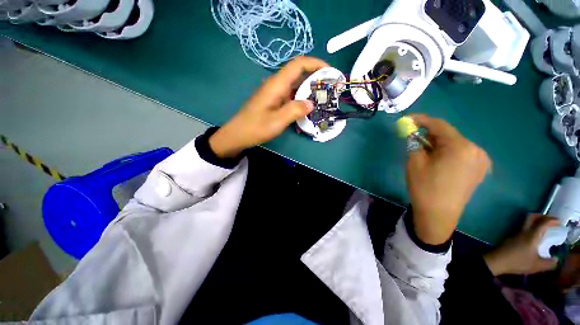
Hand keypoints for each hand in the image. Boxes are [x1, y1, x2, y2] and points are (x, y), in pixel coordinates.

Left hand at [209, 57, 328, 157]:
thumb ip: (295, 110)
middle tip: (328, 88)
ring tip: (321, 98)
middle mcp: (276, 84)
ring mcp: (274, 93)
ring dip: (308, 89)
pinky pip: (290, 95)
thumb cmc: (256, 127)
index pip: (298, 64)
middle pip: (298, 73)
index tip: (329, 71)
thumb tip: (311, 103)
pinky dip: (301, 98)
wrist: (239, 134)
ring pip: (295, 85)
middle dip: (315, 77)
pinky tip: (307, 107)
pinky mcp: (273, 101)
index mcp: (276, 84)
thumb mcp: (277, 121)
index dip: (315, 63)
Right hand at [406, 115, 490, 244]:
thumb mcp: (414, 162)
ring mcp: (482, 160)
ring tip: (424, 150)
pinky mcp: (480, 169)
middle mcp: (476, 149)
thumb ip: (414, 142)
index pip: (439, 125)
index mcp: (460, 147)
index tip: (408, 119)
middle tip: (413, 137)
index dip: (422, 120)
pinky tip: (438, 160)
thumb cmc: (424, 187)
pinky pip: (462, 153)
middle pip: (449, 135)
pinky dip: (448, 152)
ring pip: (456, 144)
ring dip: (438, 143)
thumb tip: (413, 133)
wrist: (439, 215)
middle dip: (430, 134)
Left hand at [484, 214, 559, 275]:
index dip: (551, 220)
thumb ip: (549, 263)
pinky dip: (531, 229)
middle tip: (551, 221)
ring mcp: (516, 234)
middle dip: (542, 216)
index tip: (559, 221)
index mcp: (531, 236)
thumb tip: (557, 259)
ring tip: (544, 229)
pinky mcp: (511, 238)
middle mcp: (523, 232)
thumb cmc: (518, 262)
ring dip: (536, 222)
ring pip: (526, 222)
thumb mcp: (537, 266)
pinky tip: (534, 237)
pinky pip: (523, 229)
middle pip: (531, 217)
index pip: (542, 223)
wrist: (497, 261)